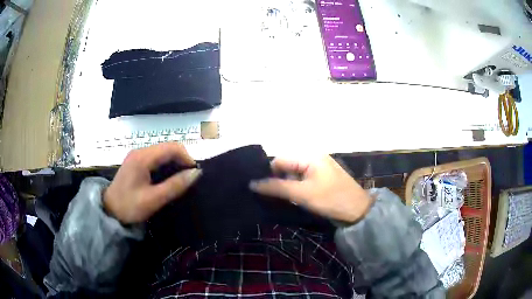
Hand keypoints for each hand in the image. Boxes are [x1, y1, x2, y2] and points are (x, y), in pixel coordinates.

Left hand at [104, 143, 201, 223]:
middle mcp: (140, 151)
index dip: (187, 157)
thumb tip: (196, 173)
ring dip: (174, 162)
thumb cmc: (129, 206)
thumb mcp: (154, 199)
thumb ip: (175, 185)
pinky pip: (156, 157)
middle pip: (168, 147)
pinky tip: (168, 177)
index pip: (172, 147)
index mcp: (143, 157)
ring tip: (181, 179)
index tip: (194, 174)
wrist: (109, 211)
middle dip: (182, 159)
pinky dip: (166, 164)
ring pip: (162, 151)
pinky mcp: (136, 161)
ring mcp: (137, 155)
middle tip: (189, 178)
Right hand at [250, 156, 372, 222]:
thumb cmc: (330, 199)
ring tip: (285, 199)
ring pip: (294, 173)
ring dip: (288, 185)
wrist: (357, 210)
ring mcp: (319, 166)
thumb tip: (252, 184)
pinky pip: (303, 178)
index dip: (269, 174)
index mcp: (309, 155)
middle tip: (275, 197)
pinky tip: (296, 198)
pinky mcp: (323, 176)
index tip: (263, 191)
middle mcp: (313, 156)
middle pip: (287, 165)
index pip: (280, 160)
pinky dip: (297, 187)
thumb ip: (276, 187)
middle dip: (279, 180)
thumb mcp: (302, 194)